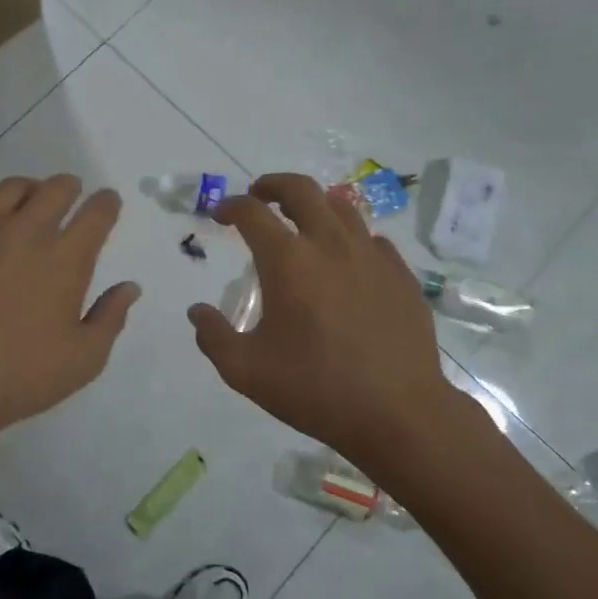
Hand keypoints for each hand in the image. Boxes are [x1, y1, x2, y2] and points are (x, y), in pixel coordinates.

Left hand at [0, 174, 140, 454]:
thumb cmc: (17, 377)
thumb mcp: (83, 360)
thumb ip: (110, 318)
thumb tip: (129, 287)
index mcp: (64, 258)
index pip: (97, 212)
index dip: (107, 203)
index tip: (107, 203)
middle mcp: (24, 231)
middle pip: (56, 188)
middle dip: (69, 188)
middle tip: (68, 196)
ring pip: (9, 188)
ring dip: (27, 191)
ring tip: (25, 204)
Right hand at [188, 174, 474, 468]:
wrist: (399, 413)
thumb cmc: (316, 390)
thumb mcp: (246, 371)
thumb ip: (213, 336)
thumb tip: (197, 312)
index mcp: (288, 261)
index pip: (251, 212)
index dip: (229, 206)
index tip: (219, 215)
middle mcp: (329, 244)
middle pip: (300, 189)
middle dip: (272, 185)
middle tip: (259, 196)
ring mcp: (371, 256)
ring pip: (341, 206)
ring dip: (313, 204)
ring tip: (301, 221)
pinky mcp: (400, 274)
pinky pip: (371, 239)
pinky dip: (349, 237)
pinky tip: (345, 260)